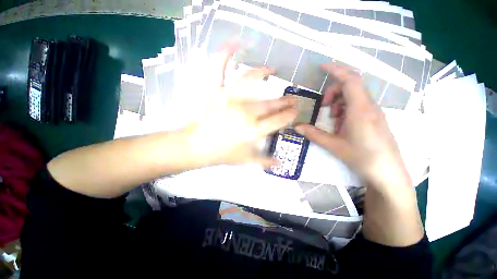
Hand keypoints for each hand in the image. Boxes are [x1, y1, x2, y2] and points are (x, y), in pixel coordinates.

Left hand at [186, 44, 297, 168]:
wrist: (197, 147)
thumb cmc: (222, 154)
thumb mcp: (245, 160)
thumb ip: (264, 161)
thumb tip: (280, 164)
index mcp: (253, 130)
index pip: (278, 120)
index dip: (289, 115)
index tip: (295, 111)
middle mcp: (245, 113)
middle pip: (270, 104)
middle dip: (284, 101)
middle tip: (292, 99)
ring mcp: (229, 99)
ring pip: (250, 82)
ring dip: (263, 74)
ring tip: (271, 70)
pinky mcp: (216, 92)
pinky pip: (219, 70)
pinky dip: (225, 55)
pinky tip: (233, 44)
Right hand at [295, 63, 411, 190]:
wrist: (387, 173)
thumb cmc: (362, 158)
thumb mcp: (334, 146)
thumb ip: (313, 134)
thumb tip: (296, 127)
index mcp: (360, 110)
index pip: (350, 80)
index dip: (336, 70)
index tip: (322, 66)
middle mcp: (369, 107)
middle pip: (351, 86)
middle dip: (333, 91)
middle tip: (323, 106)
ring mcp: (374, 112)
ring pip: (354, 96)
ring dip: (339, 102)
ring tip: (332, 119)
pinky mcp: (375, 118)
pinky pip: (359, 106)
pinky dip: (346, 109)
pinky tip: (341, 125)